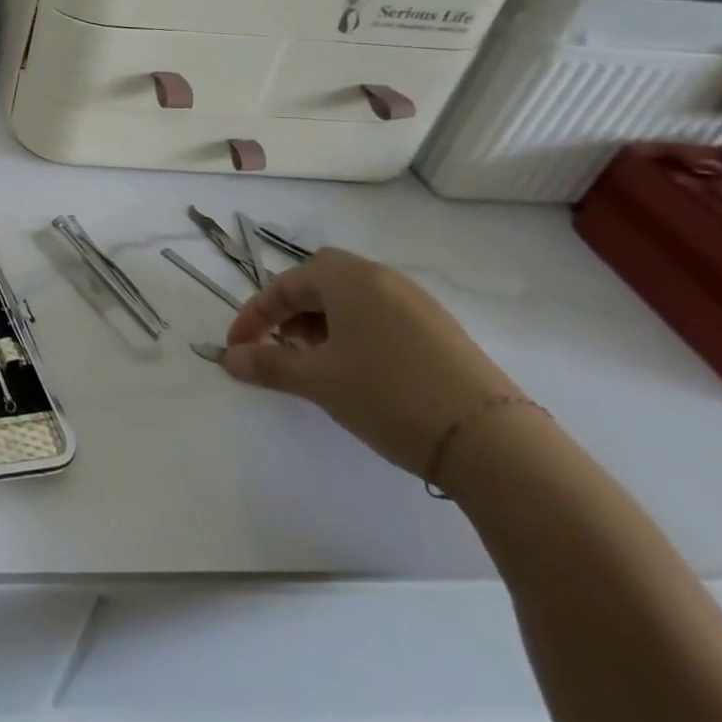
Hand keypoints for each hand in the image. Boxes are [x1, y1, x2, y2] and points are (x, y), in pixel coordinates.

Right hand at [221, 248, 520, 477]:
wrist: (492, 442)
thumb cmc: (388, 395)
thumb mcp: (318, 381)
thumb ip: (268, 364)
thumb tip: (229, 358)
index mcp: (348, 279)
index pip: (284, 285)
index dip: (253, 316)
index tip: (236, 348)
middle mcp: (382, 278)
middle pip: (319, 279)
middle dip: (290, 309)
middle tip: (281, 345)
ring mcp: (417, 303)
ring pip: (352, 298)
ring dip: (321, 322)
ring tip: (316, 362)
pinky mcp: (440, 330)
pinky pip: (380, 315)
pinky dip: (354, 332)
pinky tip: (357, 370)